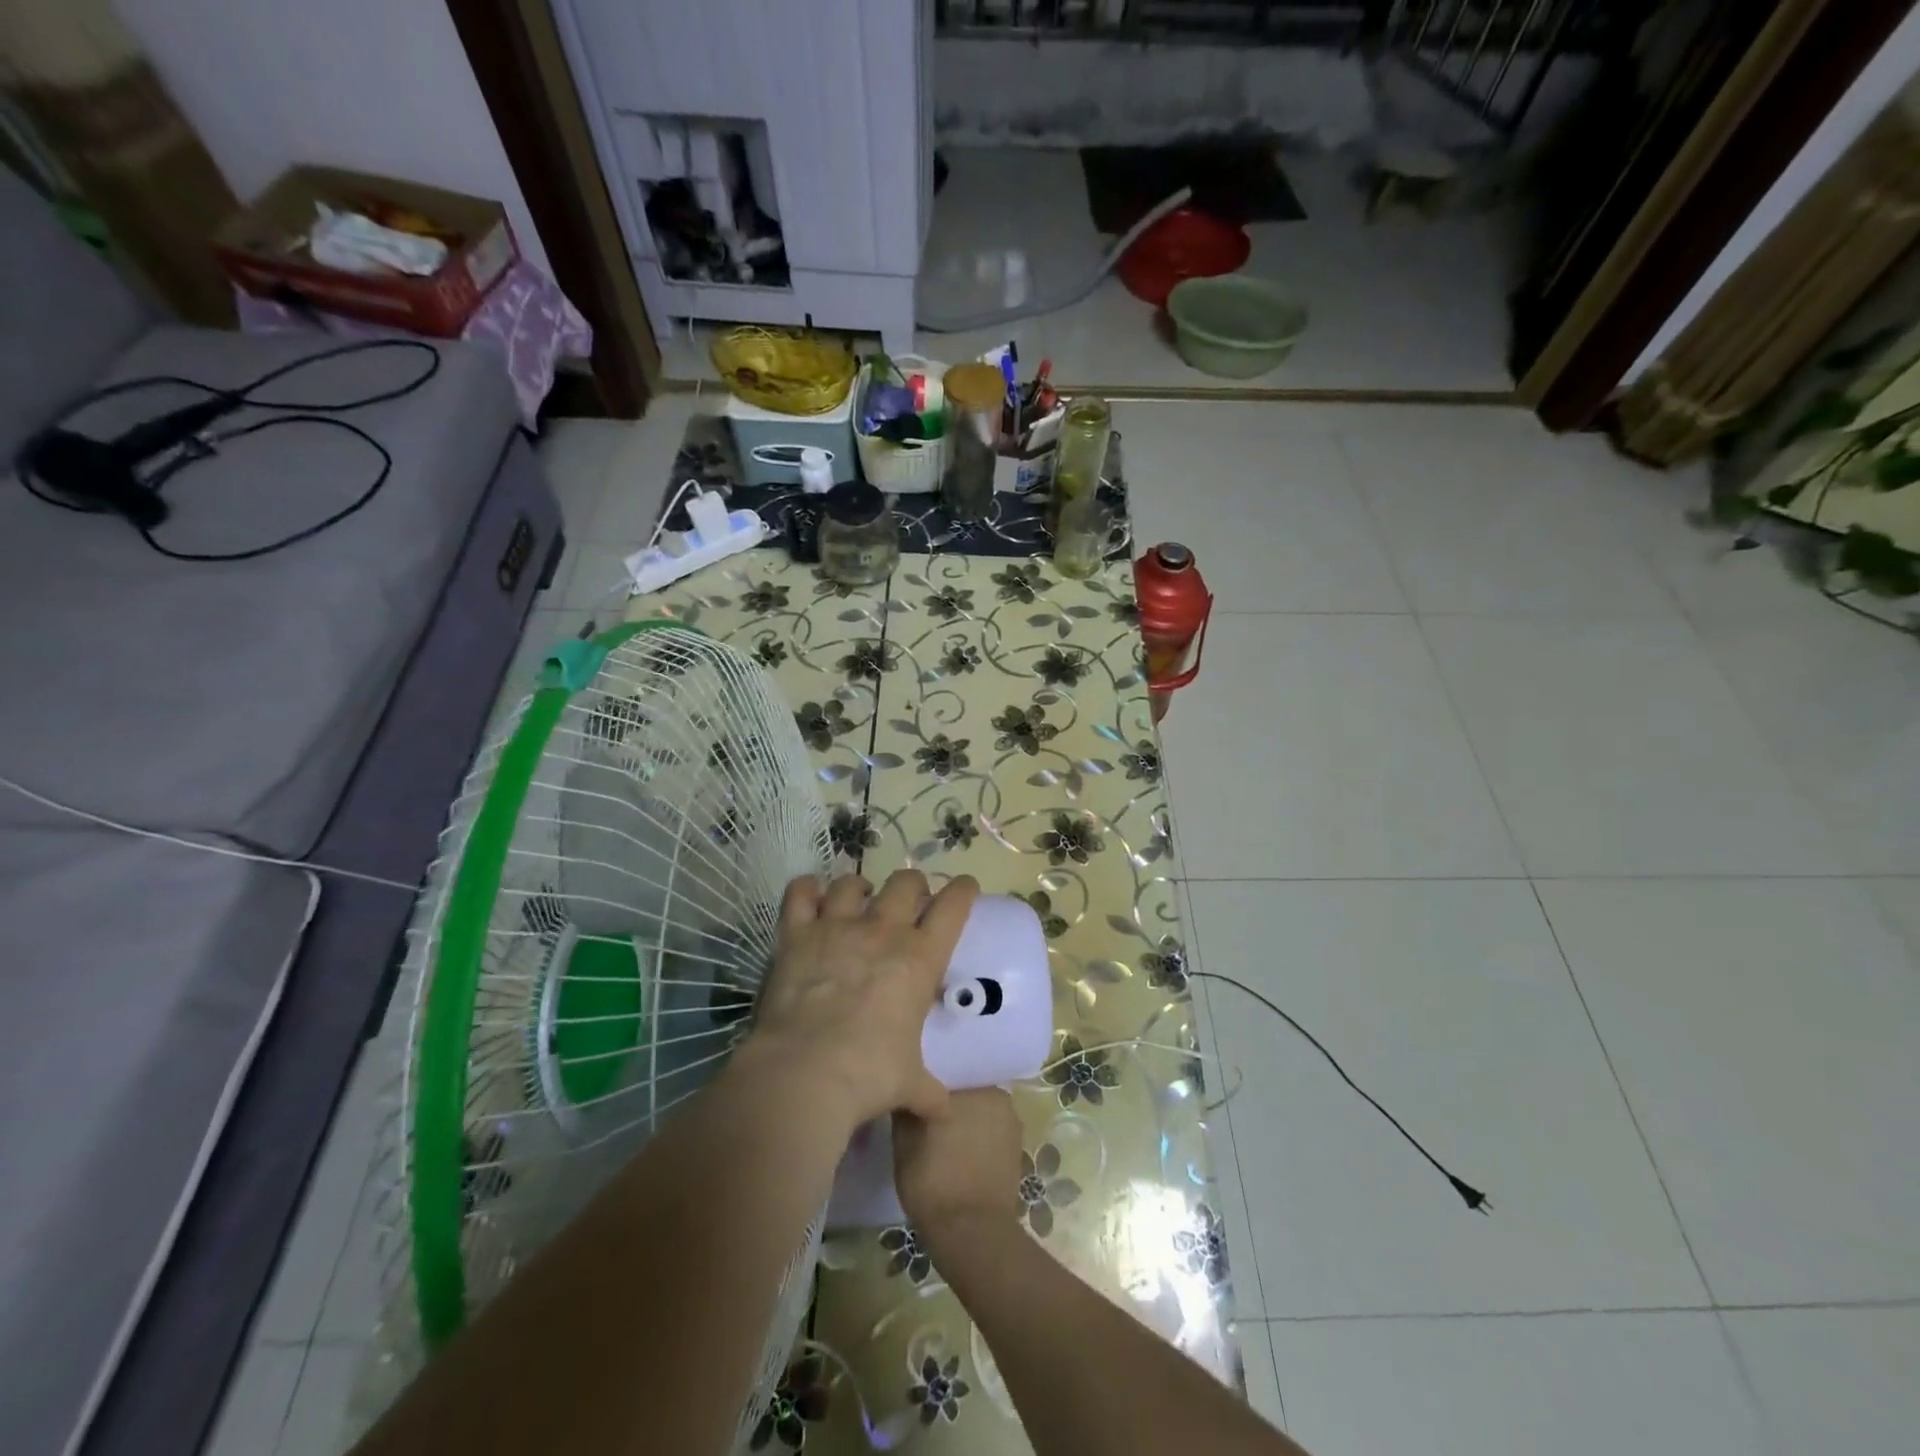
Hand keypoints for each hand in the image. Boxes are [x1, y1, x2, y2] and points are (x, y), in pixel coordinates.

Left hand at [748, 870, 978, 1126]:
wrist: (805, 1073)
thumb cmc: (869, 1075)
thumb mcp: (910, 1084)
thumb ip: (928, 1090)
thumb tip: (942, 1111)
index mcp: (920, 957)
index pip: (953, 906)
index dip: (963, 891)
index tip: (965, 887)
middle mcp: (882, 930)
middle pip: (905, 882)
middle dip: (912, 885)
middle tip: (909, 901)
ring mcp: (837, 926)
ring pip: (852, 883)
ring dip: (859, 887)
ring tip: (858, 899)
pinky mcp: (796, 934)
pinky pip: (800, 893)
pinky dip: (806, 889)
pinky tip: (810, 895)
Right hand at [894, 1088, 1023, 1243]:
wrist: (971, 1234)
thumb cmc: (933, 1180)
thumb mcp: (904, 1141)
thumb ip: (907, 1106)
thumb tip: (908, 1086)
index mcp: (971, 1085)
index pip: (947, 1071)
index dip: (930, 1082)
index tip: (916, 1092)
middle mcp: (997, 1095)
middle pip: (966, 1090)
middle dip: (950, 1100)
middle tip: (926, 1114)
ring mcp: (1011, 1124)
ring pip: (980, 1112)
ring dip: (965, 1120)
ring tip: (942, 1138)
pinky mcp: (1016, 1150)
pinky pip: (991, 1133)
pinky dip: (978, 1140)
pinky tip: (960, 1156)